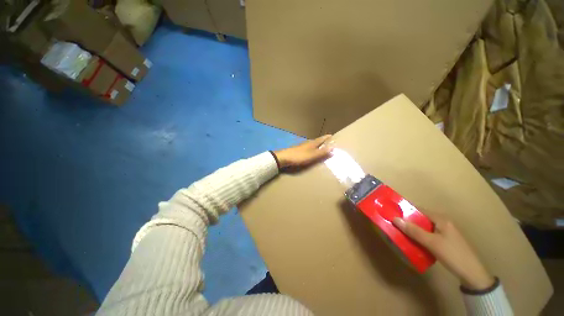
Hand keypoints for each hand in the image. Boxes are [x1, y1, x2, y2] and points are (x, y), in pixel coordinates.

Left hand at [273, 135, 332, 168]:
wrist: (285, 157)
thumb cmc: (299, 156)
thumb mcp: (312, 155)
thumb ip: (322, 152)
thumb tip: (333, 147)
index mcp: (312, 143)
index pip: (322, 139)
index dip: (327, 137)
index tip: (332, 135)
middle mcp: (308, 143)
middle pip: (317, 140)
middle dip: (323, 141)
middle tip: (329, 142)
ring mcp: (302, 146)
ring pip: (312, 144)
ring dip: (318, 145)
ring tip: (322, 147)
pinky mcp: (298, 150)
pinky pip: (308, 148)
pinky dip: (312, 149)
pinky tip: (311, 152)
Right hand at [393, 214, 493, 290]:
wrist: (472, 274)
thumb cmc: (452, 254)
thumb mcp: (431, 243)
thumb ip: (413, 230)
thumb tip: (394, 218)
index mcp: (441, 219)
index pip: (419, 209)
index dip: (405, 210)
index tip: (391, 212)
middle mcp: (442, 222)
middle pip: (420, 218)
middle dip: (407, 221)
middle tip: (393, 223)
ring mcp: (444, 232)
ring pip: (423, 227)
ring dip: (412, 230)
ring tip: (399, 232)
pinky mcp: (444, 240)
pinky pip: (427, 235)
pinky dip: (418, 236)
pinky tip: (412, 241)